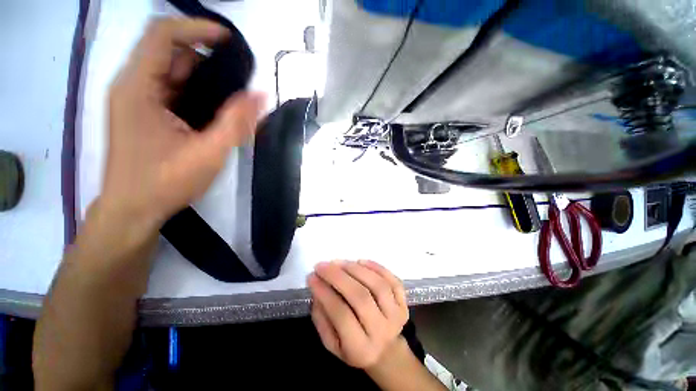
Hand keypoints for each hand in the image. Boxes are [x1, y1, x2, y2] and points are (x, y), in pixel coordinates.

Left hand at [103, 18, 264, 230]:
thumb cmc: (165, 183)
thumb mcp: (208, 153)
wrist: (133, 210)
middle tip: (237, 86)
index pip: (162, 34)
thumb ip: (236, 122)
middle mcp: (132, 86)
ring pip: (172, 73)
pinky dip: (194, 94)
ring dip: (203, 81)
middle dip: (207, 62)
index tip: (230, 41)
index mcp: (138, 88)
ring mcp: (135, 100)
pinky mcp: (143, 113)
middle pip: (170, 53)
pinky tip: (212, 114)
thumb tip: (261, 95)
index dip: (197, 28)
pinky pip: (171, 90)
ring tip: (229, 104)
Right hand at [308, 260, 408, 369]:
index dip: (325, 293)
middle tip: (323, 265)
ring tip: (339, 262)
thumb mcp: (333, 344)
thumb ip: (322, 320)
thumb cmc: (355, 348)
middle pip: (360, 297)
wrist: (387, 352)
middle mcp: (381, 331)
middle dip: (338, 277)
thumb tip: (317, 291)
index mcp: (360, 349)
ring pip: (377, 285)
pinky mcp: (404, 303)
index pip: (341, 315)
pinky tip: (361, 261)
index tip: (312, 277)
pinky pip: (393, 280)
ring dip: (356, 269)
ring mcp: (396, 315)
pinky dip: (377, 267)